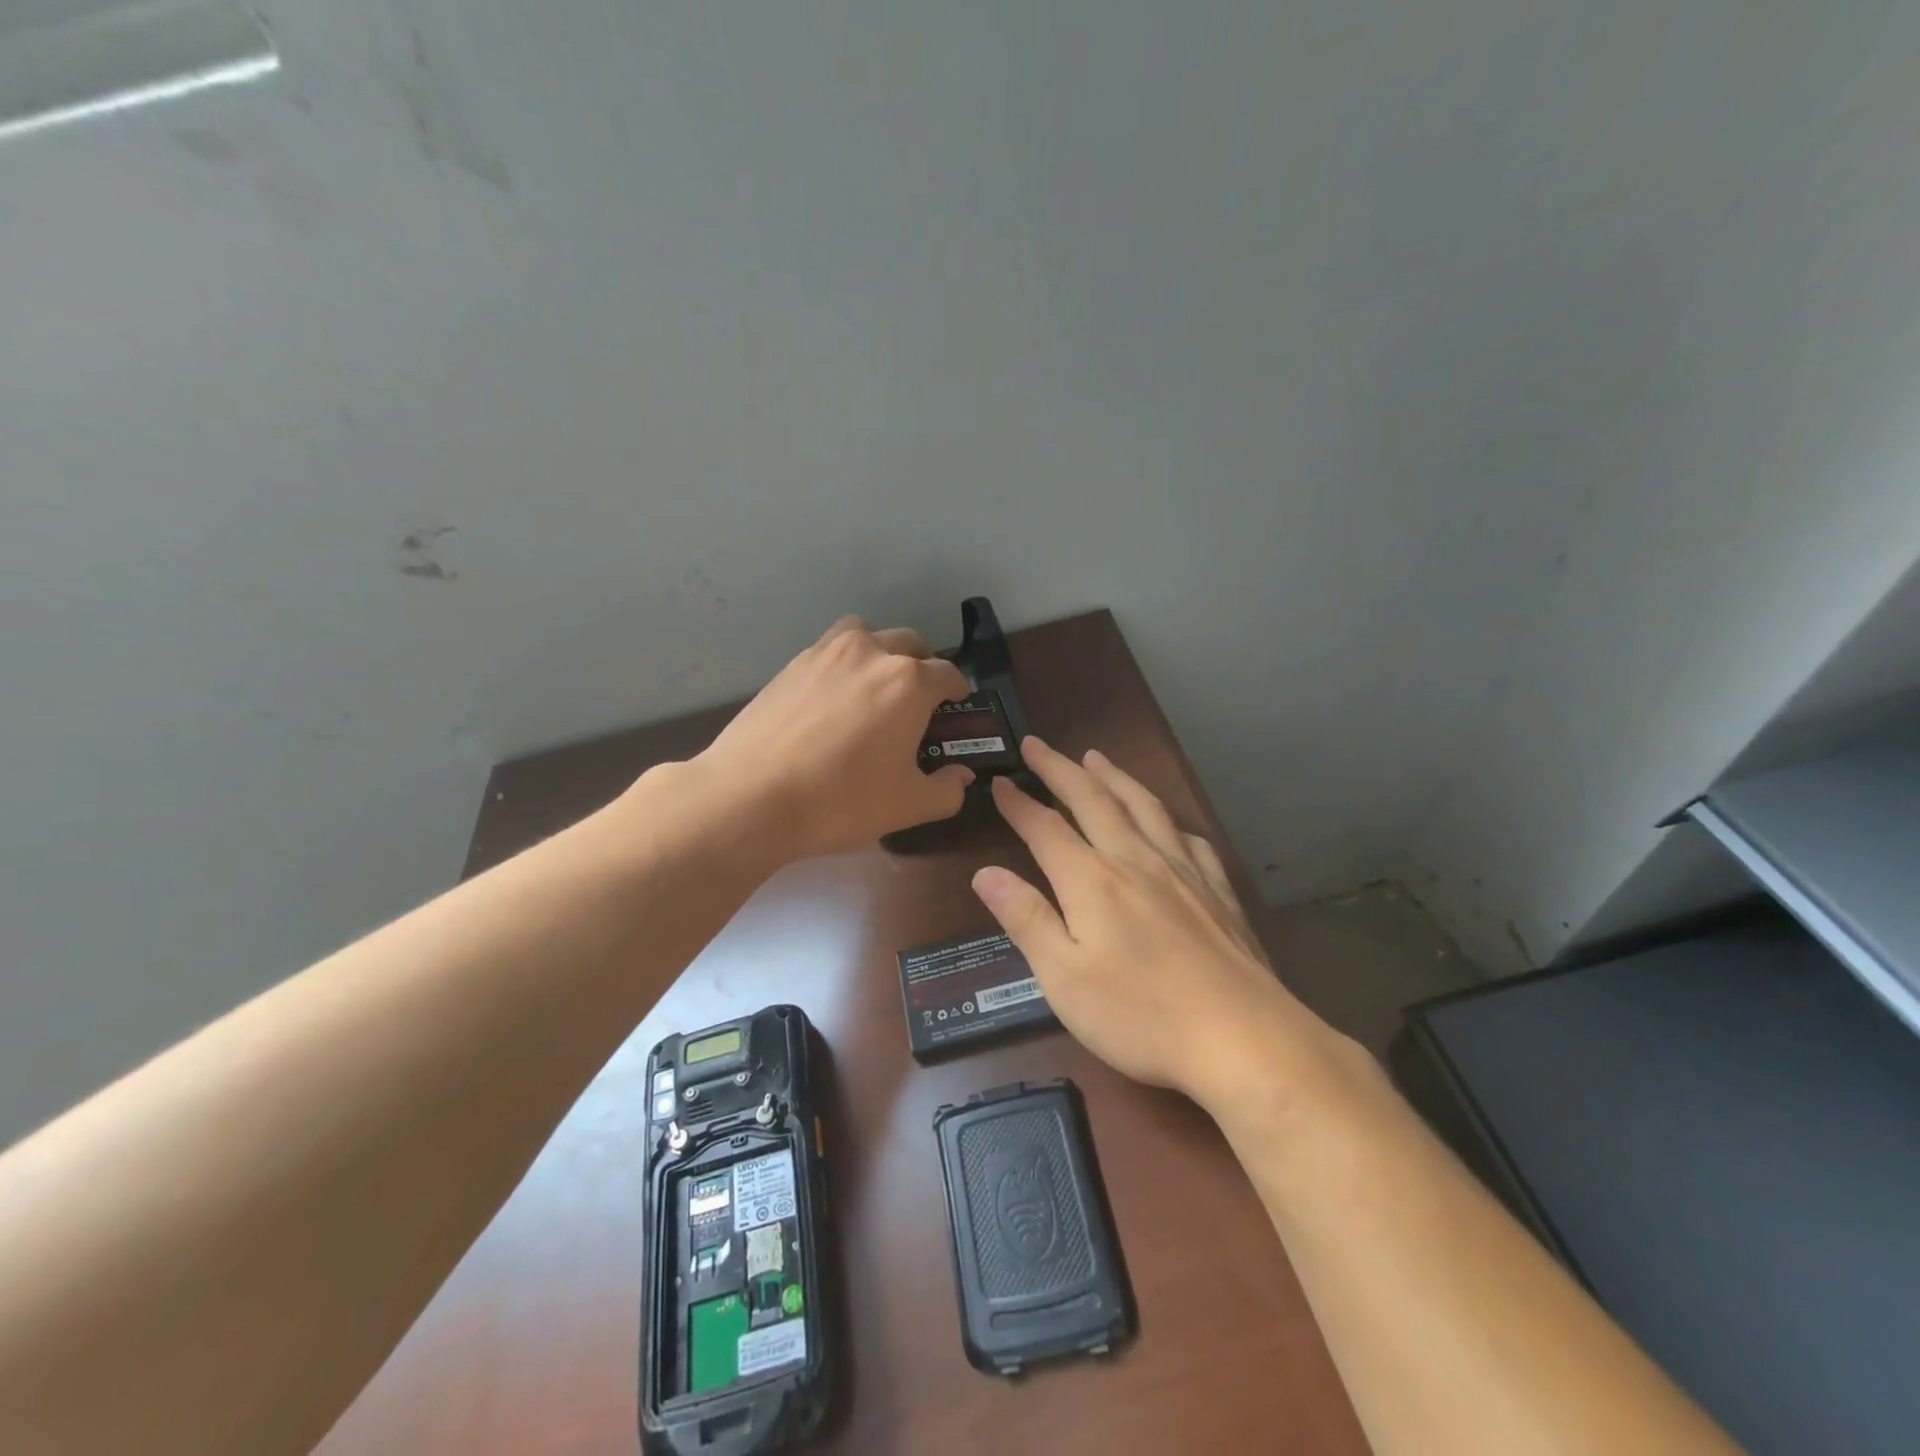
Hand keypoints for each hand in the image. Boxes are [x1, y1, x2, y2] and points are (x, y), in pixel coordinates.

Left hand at [692, 616, 974, 859]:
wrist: (751, 796)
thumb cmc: (841, 801)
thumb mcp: (907, 806)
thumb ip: (946, 790)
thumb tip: (961, 776)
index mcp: (908, 682)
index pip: (948, 673)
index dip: (958, 691)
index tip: (954, 706)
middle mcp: (871, 653)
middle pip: (910, 644)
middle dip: (922, 666)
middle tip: (916, 701)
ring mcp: (826, 653)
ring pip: (866, 635)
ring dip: (880, 652)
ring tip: (873, 687)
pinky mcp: (791, 663)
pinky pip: (829, 650)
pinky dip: (843, 663)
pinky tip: (833, 700)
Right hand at [971, 737, 1336, 1110]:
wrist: (1241, 1038)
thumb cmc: (1140, 1014)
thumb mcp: (1062, 977)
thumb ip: (1024, 919)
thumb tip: (986, 873)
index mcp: (1092, 880)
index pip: (1045, 828)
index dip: (1019, 803)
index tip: (1000, 781)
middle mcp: (1135, 860)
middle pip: (1093, 799)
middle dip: (1060, 769)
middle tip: (1038, 745)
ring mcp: (1183, 871)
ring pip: (1143, 806)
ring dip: (1114, 776)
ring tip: (1096, 757)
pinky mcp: (1218, 891)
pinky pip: (1189, 838)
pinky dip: (1168, 819)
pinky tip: (1167, 823)